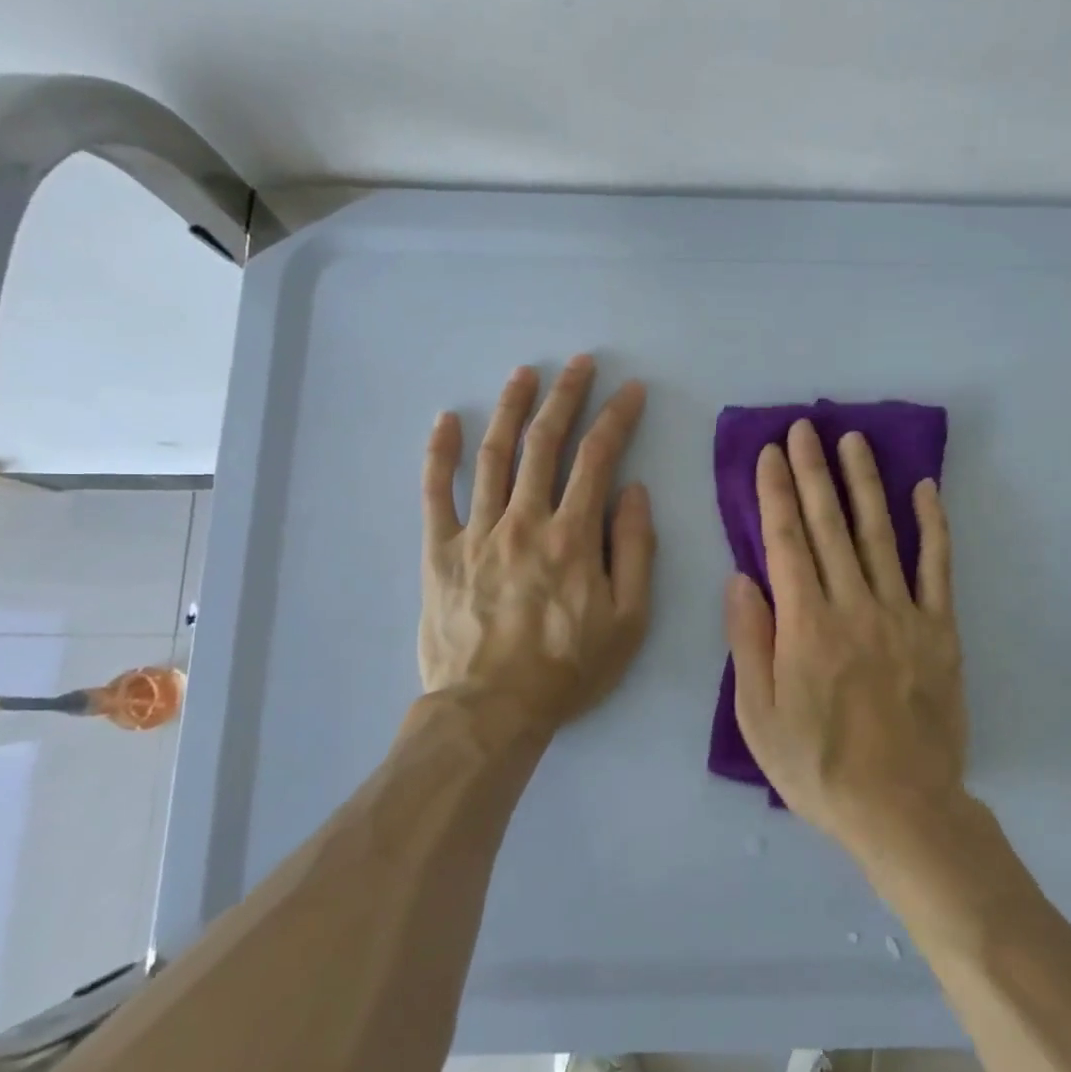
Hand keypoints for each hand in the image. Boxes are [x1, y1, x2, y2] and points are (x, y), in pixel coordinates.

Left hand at [420, 356, 654, 740]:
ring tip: (524, 374)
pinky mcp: (440, 551)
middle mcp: (525, 521)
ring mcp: (477, 532)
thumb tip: (632, 492)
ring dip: (510, 409)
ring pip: (493, 456)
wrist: (492, 709)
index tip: (631, 390)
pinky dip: (439, 454)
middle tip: (580, 362)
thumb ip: (635, 550)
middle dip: (566, 396)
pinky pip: (435, 494)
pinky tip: (445, 420)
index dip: (617, 418)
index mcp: (574, 536)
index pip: (598, 459)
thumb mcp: (629, 620)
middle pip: (545, 444)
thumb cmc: (569, 668)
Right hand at [725, 419, 968, 856]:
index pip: (785, 541)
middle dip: (813, 473)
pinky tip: (925, 489)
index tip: (769, 455)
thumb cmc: (818, 767)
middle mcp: (853, 605)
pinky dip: (933, 526)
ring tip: (852, 441)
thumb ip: (748, 642)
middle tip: (804, 428)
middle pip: (829, 525)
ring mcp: (902, 614)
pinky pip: (937, 568)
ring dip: (864, 483)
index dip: (775, 493)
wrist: (901, 808)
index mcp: (805, 625)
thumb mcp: (758, 716)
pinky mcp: (940, 630)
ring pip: (879, 533)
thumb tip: (740, 578)